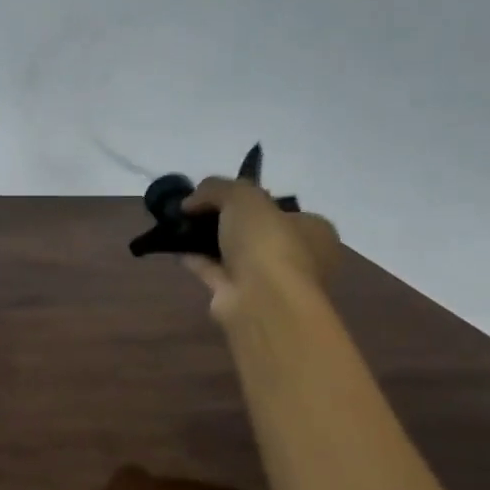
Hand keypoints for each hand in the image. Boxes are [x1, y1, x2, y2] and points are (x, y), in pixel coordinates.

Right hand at [181, 177, 339, 324]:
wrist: (261, 301)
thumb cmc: (268, 243)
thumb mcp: (243, 197)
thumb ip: (217, 189)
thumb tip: (190, 201)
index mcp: (314, 231)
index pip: (282, 210)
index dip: (251, 200)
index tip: (220, 195)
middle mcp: (298, 257)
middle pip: (256, 231)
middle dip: (225, 221)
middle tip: (196, 209)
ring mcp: (269, 281)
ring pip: (234, 253)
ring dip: (209, 241)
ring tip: (179, 225)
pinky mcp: (241, 298)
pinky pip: (215, 272)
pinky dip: (197, 260)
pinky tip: (176, 247)